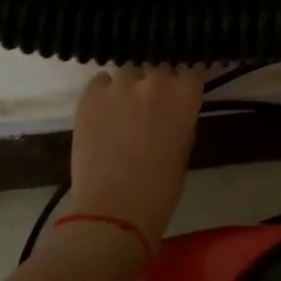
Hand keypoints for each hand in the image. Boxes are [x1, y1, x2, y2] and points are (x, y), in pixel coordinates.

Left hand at [60, 68, 205, 248]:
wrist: (114, 209)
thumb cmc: (161, 188)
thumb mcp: (184, 149)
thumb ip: (180, 120)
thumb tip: (171, 112)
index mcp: (185, 95)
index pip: (190, 75)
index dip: (183, 89)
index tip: (179, 101)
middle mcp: (156, 81)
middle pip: (159, 71)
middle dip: (156, 87)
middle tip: (149, 110)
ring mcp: (120, 86)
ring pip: (129, 75)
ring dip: (129, 89)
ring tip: (122, 111)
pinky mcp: (90, 96)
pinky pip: (100, 82)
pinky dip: (103, 93)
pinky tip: (102, 112)